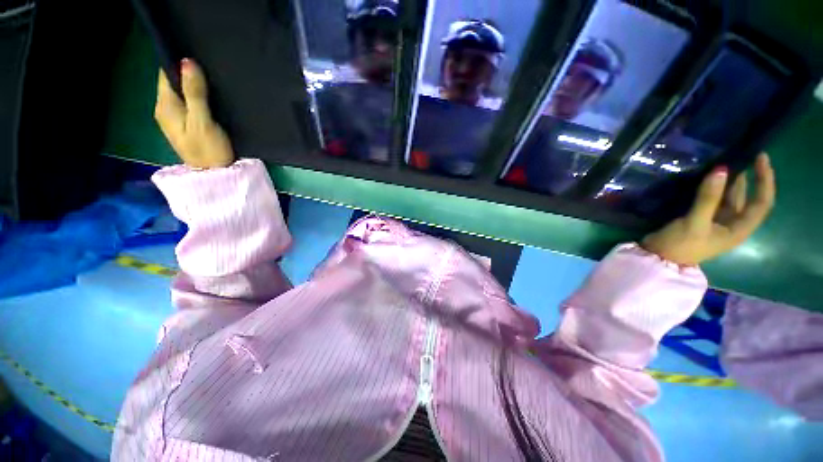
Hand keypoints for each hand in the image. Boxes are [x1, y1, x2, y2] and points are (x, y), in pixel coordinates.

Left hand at [155, 59, 233, 168]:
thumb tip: (187, 61)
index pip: (166, 74)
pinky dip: (198, 98)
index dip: (179, 64)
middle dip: (188, 74)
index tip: (198, 58)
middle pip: (173, 83)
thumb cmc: (209, 150)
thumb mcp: (202, 121)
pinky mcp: (186, 126)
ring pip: (182, 93)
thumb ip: (194, 93)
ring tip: (213, 81)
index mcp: (165, 106)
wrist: (215, 176)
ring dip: (194, 86)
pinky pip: (189, 104)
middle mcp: (165, 109)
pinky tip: (211, 98)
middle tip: (210, 69)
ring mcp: (175, 119)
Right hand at [641, 153, 775, 266]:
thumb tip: (721, 169)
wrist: (658, 259)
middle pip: (749, 199)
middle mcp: (732, 225)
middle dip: (750, 178)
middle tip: (743, 155)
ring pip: (730, 199)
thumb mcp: (695, 223)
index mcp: (739, 229)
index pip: (762, 202)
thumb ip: (708, 198)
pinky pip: (714, 201)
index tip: (760, 157)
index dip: (765, 180)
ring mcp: (716, 222)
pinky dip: (715, 189)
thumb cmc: (681, 245)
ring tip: (727, 162)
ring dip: (731, 182)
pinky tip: (709, 178)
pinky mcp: (701, 220)